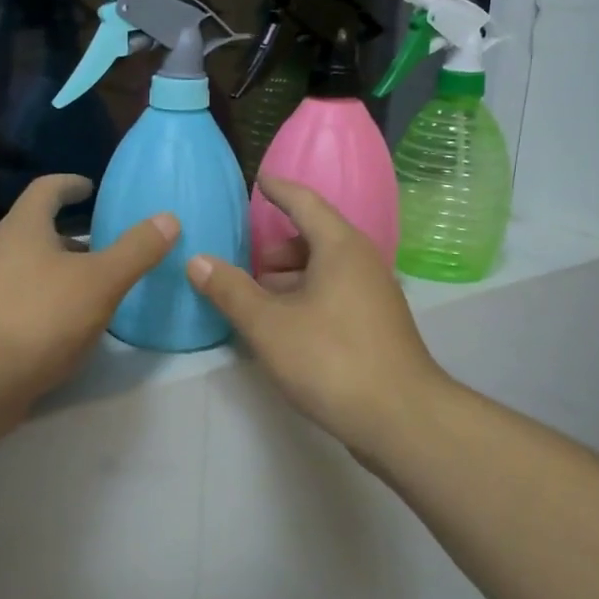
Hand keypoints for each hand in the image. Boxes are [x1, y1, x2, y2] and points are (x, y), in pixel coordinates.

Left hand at [0, 174, 177, 423]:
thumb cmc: (41, 315)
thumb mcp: (101, 280)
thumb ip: (136, 250)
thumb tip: (168, 219)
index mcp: (25, 228)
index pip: (46, 190)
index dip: (69, 184)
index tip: (89, 188)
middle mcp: (3, 251)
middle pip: (39, 231)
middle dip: (73, 236)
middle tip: (106, 245)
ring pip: (34, 268)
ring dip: (65, 271)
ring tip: (99, 287)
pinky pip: (28, 301)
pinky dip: (54, 302)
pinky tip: (76, 325)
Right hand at [186, 177, 447, 457]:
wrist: (401, 420)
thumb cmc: (331, 359)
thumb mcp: (268, 325)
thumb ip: (230, 290)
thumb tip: (196, 260)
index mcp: (340, 247)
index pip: (305, 202)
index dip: (279, 189)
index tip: (259, 179)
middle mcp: (362, 262)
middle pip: (313, 239)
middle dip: (275, 249)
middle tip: (243, 267)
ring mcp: (374, 295)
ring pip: (324, 270)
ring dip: (289, 278)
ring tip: (257, 302)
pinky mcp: (376, 325)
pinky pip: (334, 294)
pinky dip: (306, 298)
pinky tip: (284, 328)